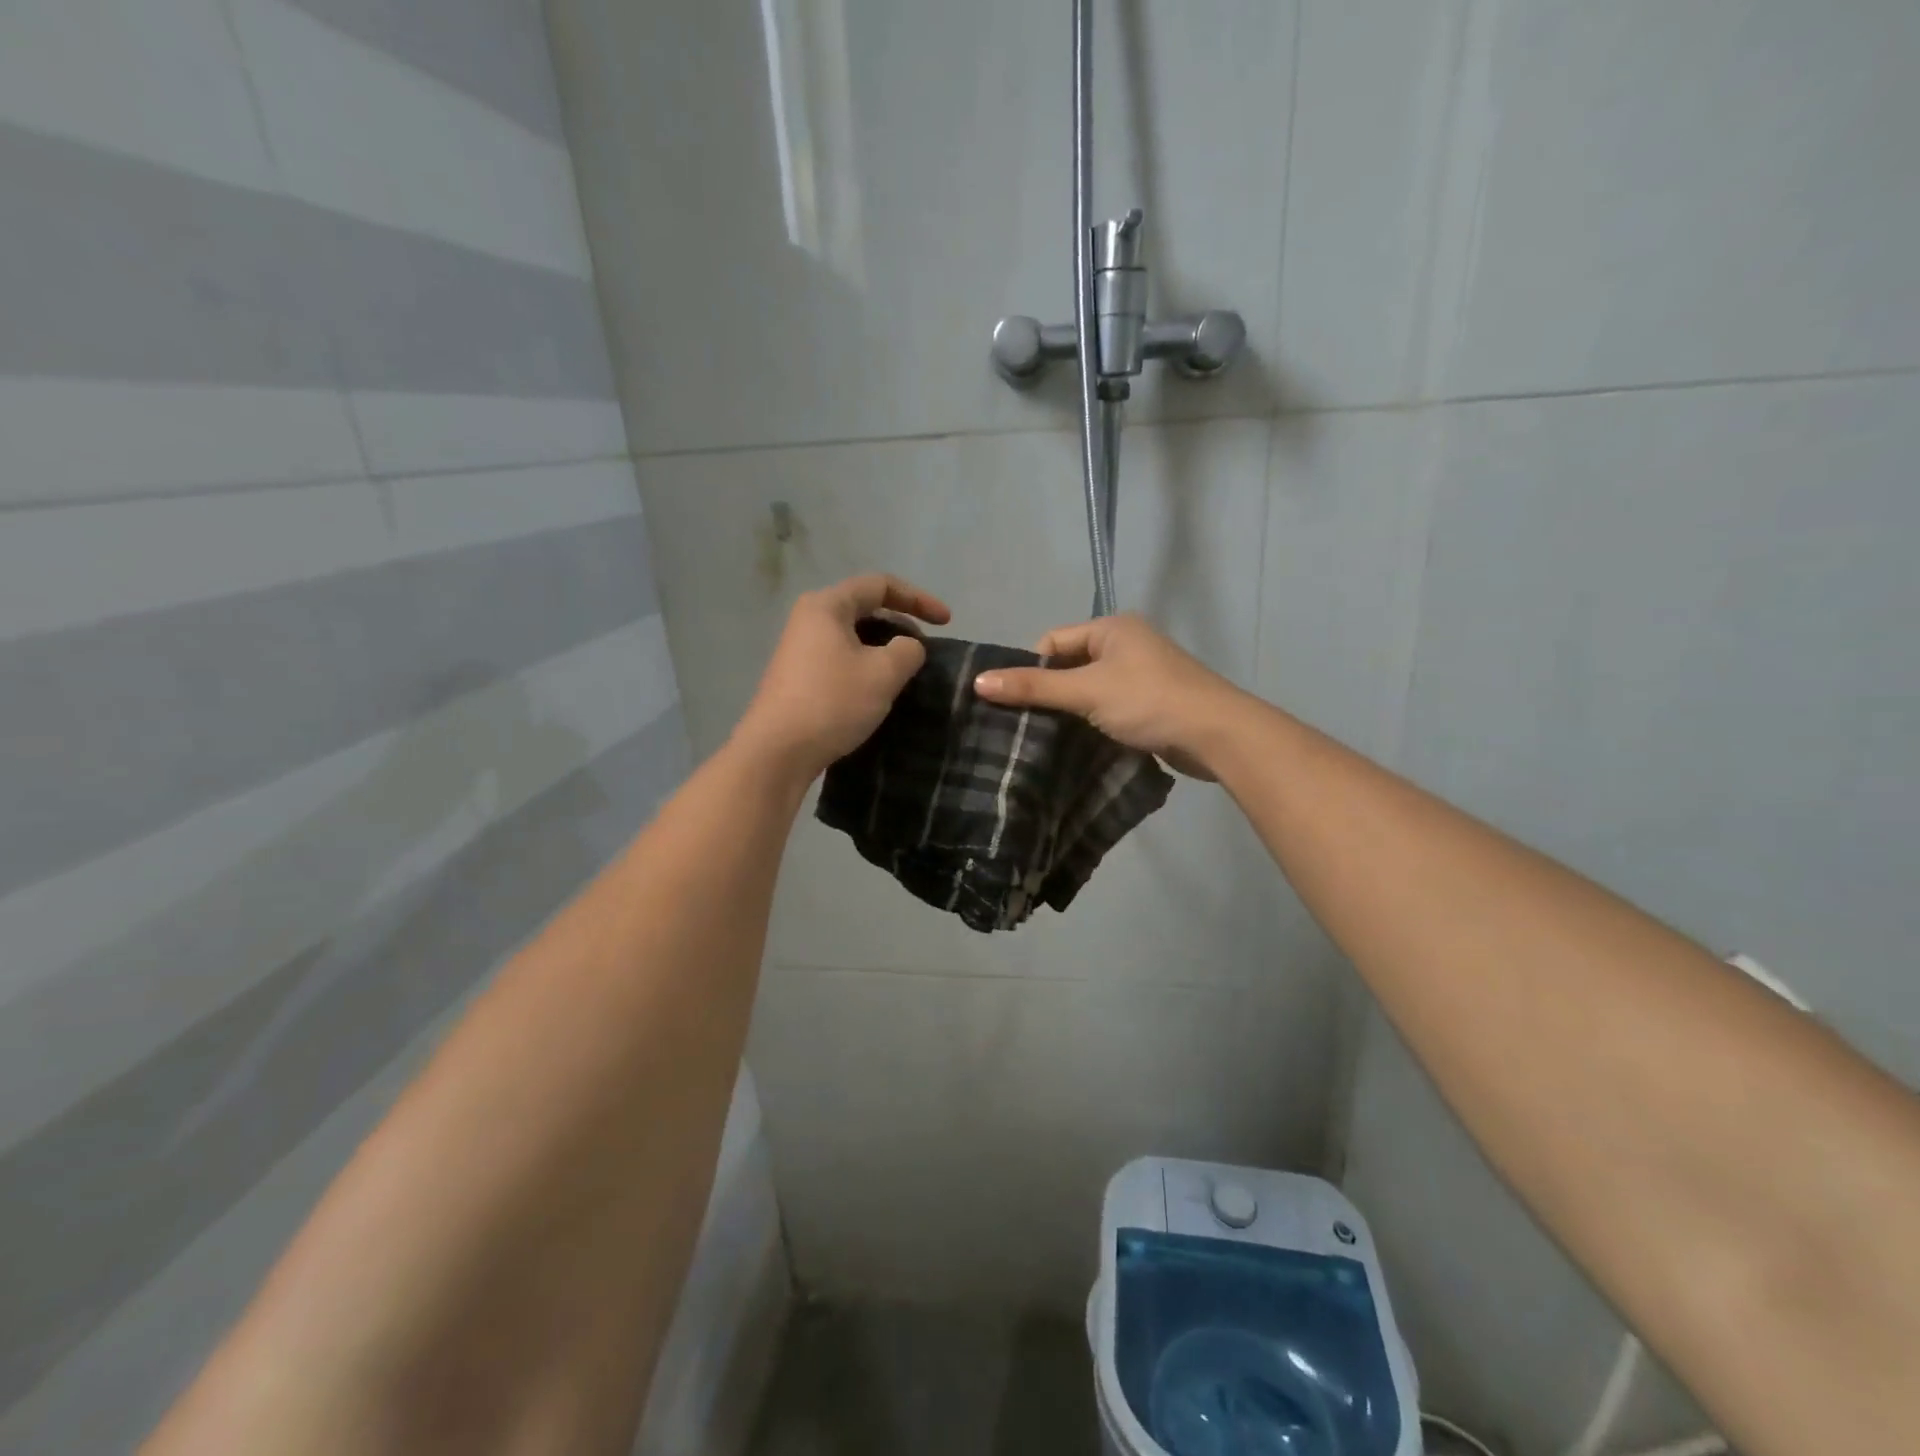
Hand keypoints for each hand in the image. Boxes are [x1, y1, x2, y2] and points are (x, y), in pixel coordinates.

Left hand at [732, 573, 950, 782]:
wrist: (777, 752)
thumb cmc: (832, 702)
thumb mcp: (883, 673)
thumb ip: (908, 650)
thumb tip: (908, 648)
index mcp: (827, 606)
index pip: (880, 585)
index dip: (918, 599)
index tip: (947, 622)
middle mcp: (809, 619)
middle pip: (865, 608)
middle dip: (901, 625)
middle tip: (925, 652)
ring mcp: (800, 649)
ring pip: (854, 637)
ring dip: (885, 649)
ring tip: (907, 673)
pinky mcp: (799, 677)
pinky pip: (842, 659)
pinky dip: (867, 666)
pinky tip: (880, 691)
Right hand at [971, 614, 1245, 777]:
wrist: (1216, 734)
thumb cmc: (1148, 701)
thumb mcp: (1085, 692)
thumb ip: (1033, 687)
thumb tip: (979, 682)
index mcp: (1112, 628)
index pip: (1053, 640)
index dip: (1032, 668)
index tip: (1018, 702)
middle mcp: (1128, 644)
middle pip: (1071, 664)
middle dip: (1050, 691)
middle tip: (1028, 724)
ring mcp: (1143, 674)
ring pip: (1090, 688)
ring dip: (1072, 710)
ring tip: (1049, 737)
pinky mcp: (1152, 702)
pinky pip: (1110, 706)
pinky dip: (1094, 721)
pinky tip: (1081, 742)